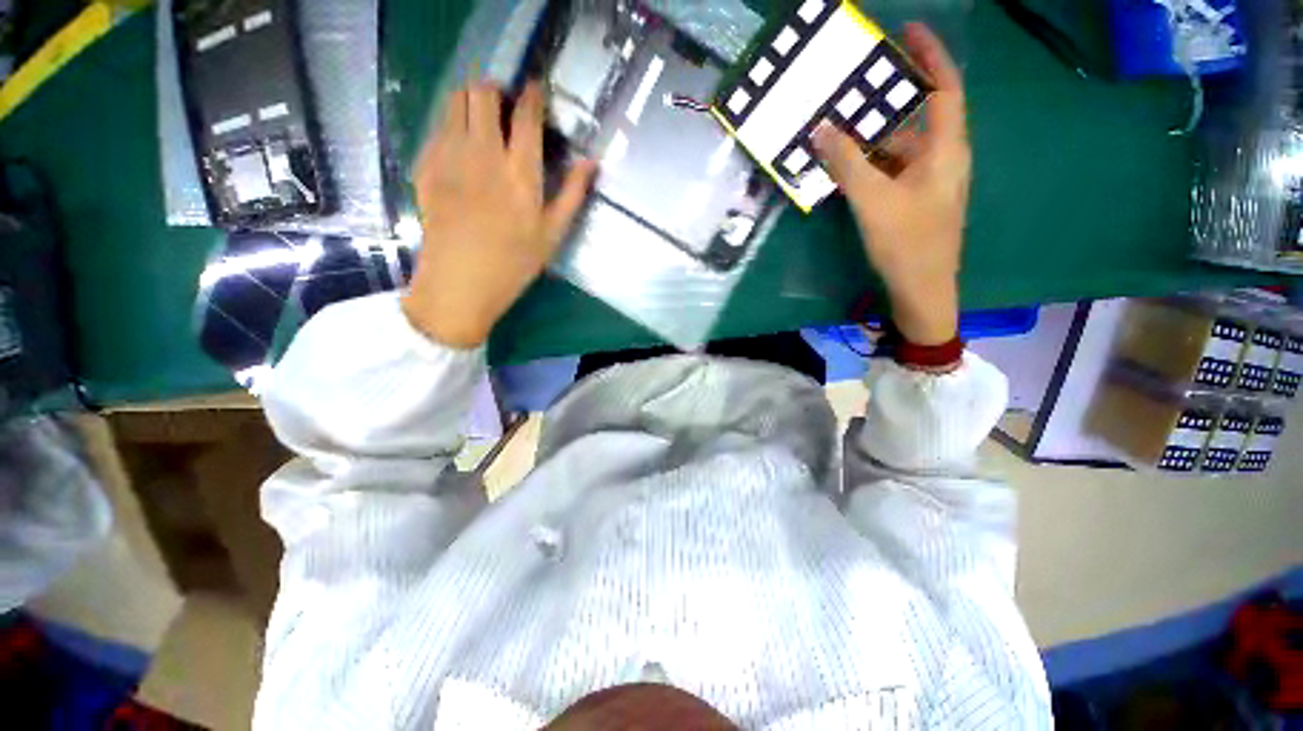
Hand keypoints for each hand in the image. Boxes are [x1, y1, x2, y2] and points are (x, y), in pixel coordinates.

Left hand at [402, 81, 596, 347]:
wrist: (460, 282)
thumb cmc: (514, 263)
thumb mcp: (553, 234)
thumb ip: (572, 194)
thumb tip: (592, 162)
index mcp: (520, 172)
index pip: (527, 116)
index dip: (533, 95)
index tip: (535, 90)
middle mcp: (483, 153)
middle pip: (483, 93)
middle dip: (496, 89)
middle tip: (505, 105)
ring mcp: (449, 155)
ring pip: (454, 101)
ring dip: (471, 99)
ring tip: (482, 119)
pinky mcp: (426, 165)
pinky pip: (437, 126)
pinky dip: (452, 124)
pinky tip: (461, 147)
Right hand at [813, 23, 969, 345]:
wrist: (921, 291)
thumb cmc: (906, 243)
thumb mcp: (872, 200)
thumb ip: (846, 163)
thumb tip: (821, 128)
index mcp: (946, 149)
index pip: (945, 88)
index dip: (930, 56)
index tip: (907, 32)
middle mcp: (942, 159)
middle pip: (917, 117)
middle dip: (886, 101)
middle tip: (852, 88)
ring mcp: (928, 182)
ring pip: (900, 148)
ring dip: (871, 138)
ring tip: (839, 127)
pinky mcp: (914, 201)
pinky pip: (892, 171)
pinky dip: (870, 164)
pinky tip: (845, 167)